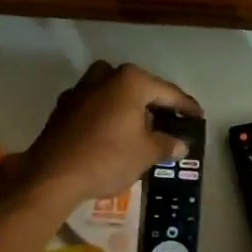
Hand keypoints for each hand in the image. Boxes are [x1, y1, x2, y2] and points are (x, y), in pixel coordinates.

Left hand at [16, 61, 198, 206]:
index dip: (186, 106)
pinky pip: (95, 104)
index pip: (168, 92)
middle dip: (155, 104)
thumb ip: (166, 144)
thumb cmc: (107, 158)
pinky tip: (113, 133)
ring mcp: (81, 89)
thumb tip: (180, 145)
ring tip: (142, 127)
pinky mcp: (64, 106)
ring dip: (129, 106)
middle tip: (171, 121)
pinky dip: (108, 114)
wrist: (53, 175)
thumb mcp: (146, 154)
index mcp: (131, 81)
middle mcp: (106, 76)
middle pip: (139, 87)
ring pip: (114, 92)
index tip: (198, 116)